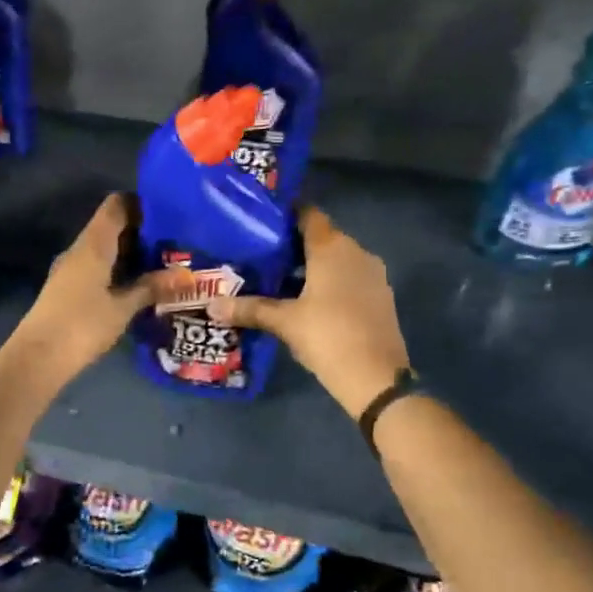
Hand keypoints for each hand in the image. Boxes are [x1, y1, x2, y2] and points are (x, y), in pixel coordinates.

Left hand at [9, 195, 188, 386]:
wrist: (38, 357)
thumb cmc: (83, 325)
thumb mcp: (123, 307)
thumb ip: (151, 287)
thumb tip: (186, 275)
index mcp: (94, 244)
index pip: (116, 205)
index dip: (140, 204)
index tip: (168, 215)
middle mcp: (80, 249)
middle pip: (111, 226)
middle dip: (141, 232)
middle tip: (173, 244)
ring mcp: (70, 269)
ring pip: (104, 249)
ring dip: (129, 254)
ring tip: (161, 265)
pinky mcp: (67, 288)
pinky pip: (96, 267)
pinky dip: (116, 270)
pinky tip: (135, 286)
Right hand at [210, 206, 410, 418]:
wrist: (376, 377)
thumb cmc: (327, 336)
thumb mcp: (283, 322)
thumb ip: (249, 308)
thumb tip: (212, 305)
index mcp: (332, 248)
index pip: (308, 214)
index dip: (285, 215)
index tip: (261, 222)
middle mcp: (356, 252)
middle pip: (322, 237)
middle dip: (293, 245)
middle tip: (261, 255)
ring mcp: (373, 274)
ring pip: (337, 259)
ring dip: (311, 266)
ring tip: (279, 279)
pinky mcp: (380, 296)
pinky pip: (349, 278)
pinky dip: (329, 283)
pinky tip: (308, 301)